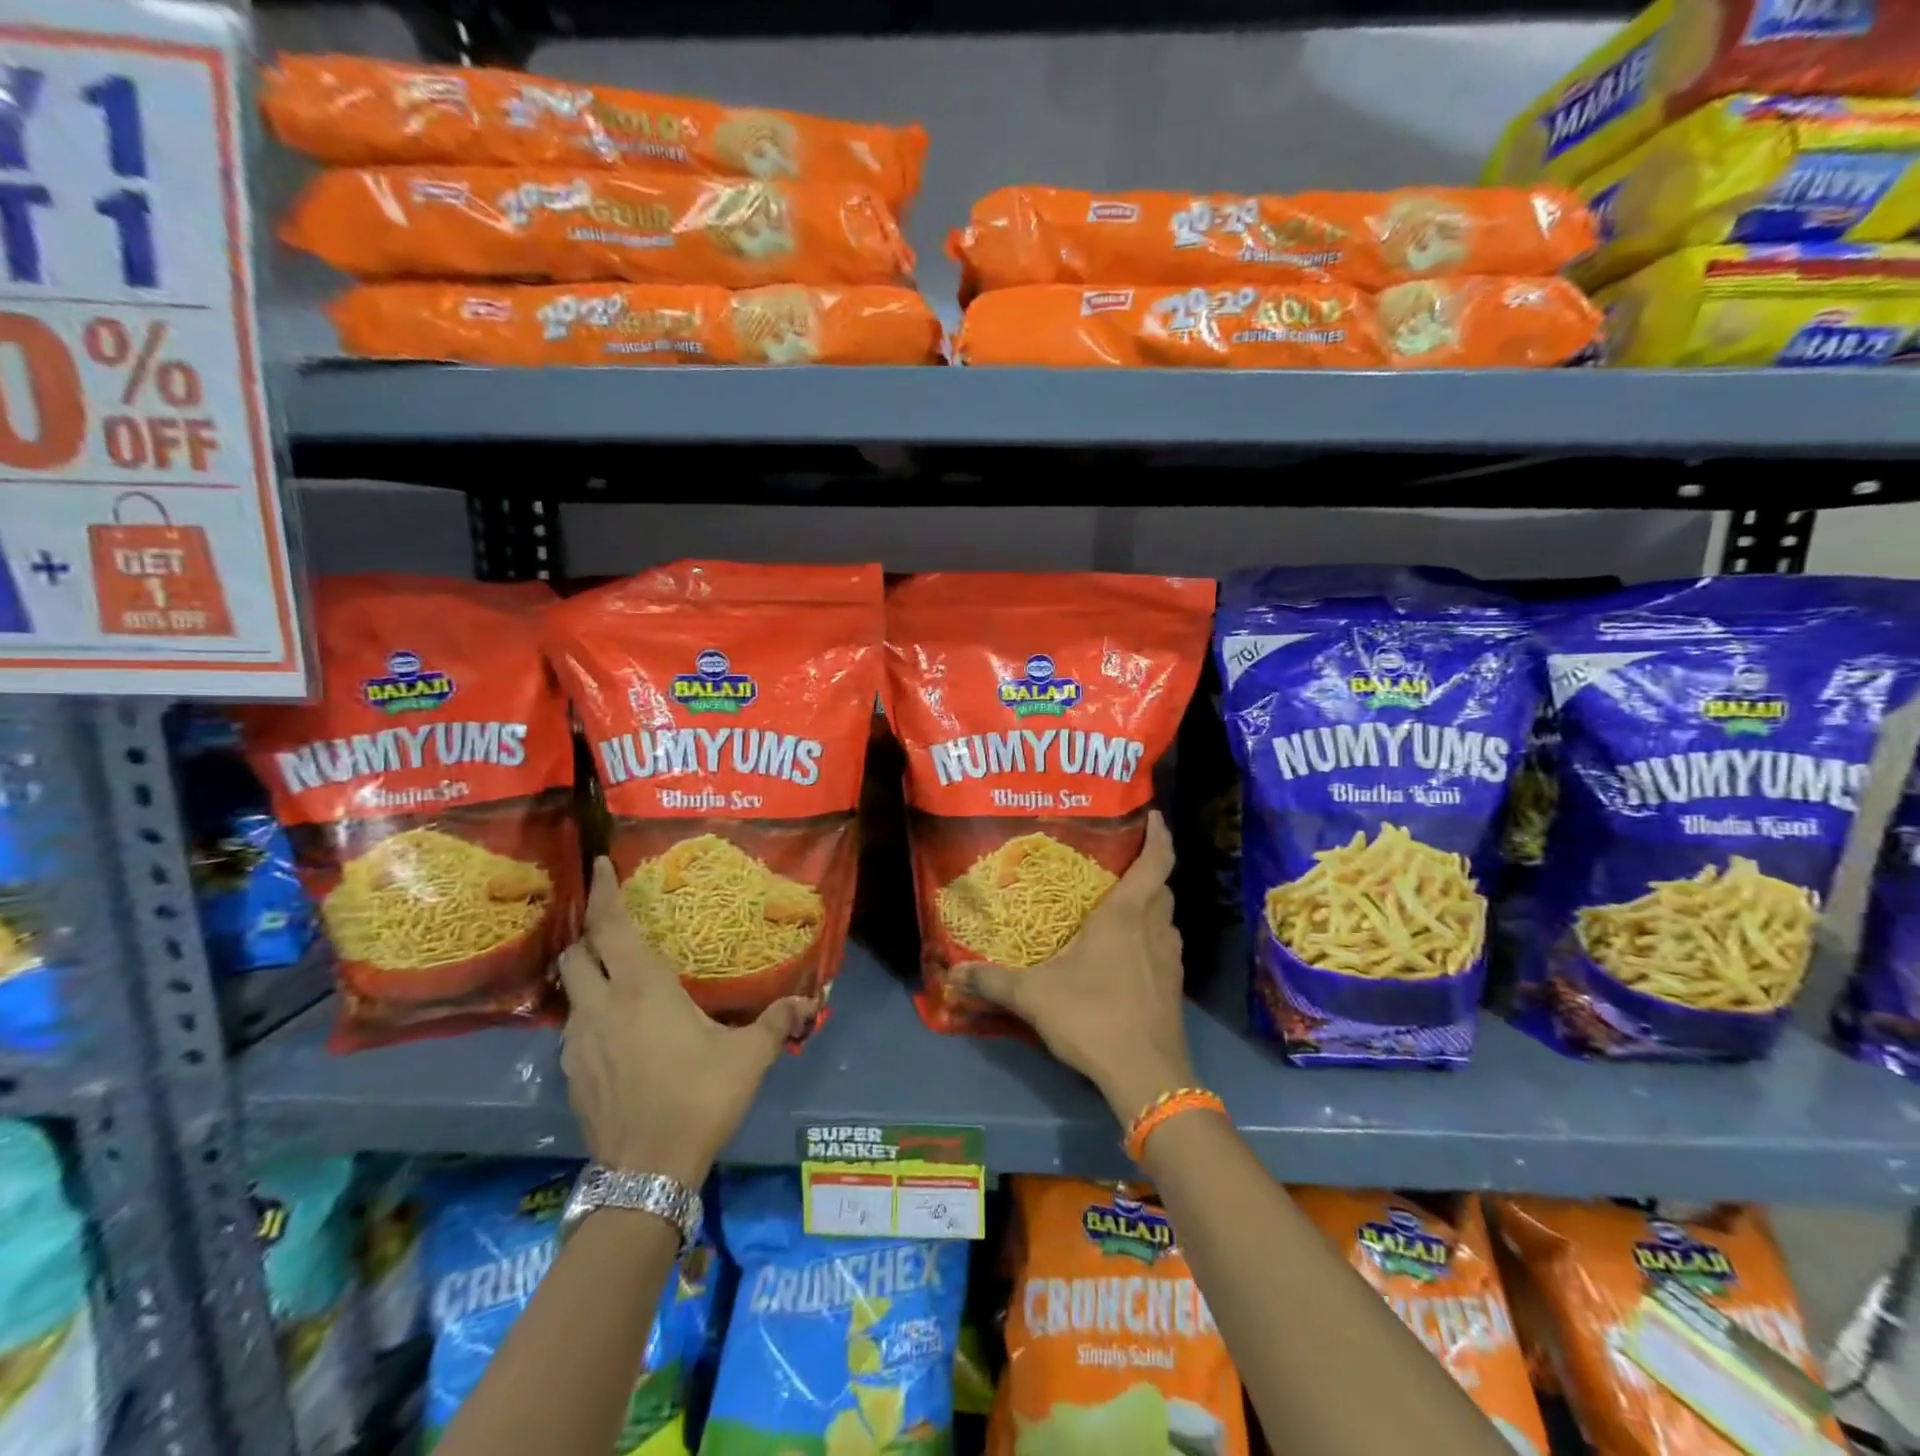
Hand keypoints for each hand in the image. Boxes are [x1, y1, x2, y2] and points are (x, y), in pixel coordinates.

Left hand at [558, 857, 816, 1185]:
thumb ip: (777, 1022)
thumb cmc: (700, 1097)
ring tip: (616, 978)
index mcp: (642, 988)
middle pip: (576, 952)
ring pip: (569, 990)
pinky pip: (574, 1026)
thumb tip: (811, 1002)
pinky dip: (589, 1013)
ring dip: (587, 974)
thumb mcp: (748, 1056)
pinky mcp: (570, 1074)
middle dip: (589, 933)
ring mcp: (578, 1043)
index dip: (603, 892)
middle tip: (613, 927)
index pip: (610, 926)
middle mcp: (602, 1006)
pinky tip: (617, 1032)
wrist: (647, 1172)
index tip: (598, 864)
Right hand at [952, 812, 1194, 1127]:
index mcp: (1124, 915)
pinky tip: (1128, 954)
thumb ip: (992, 980)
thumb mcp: (1033, 996)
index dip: (1158, 834)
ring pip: (1165, 918)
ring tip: (1120, 906)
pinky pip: (1164, 946)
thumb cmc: (1092, 1017)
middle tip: (1119, 864)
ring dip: (1150, 905)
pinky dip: (1151, 937)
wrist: (1146, 1075)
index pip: (1155, 861)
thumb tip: (951, 973)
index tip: (1153, 815)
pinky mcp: (1174, 986)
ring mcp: (1169, 959)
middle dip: (1148, 870)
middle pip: (1161, 887)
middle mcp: (1153, 929)